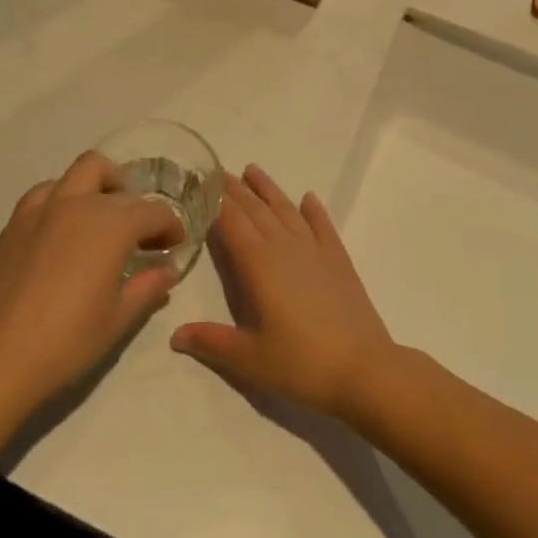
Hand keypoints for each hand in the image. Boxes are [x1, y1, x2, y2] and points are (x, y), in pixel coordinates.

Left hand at [0, 152, 181, 411]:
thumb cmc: (67, 341)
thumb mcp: (118, 319)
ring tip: (100, 219)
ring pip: (78, 172)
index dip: (170, 226)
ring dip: (98, 186)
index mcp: (111, 225)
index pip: (153, 211)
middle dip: (134, 200)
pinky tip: (62, 229)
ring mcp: (43, 209)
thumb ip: (148, 287)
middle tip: (138, 233)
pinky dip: (62, 198)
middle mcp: (79, 204)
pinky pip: (45, 192)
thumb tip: (167, 270)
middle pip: (114, 179)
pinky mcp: (15, 222)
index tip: (174, 246)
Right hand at [171, 165, 397, 421]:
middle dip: (235, 190)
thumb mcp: (248, 358)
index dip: (214, 201)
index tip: (200, 182)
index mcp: (257, 263)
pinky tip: (308, 198)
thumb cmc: (300, 363)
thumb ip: (210, 342)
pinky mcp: (338, 259)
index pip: (230, 222)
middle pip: (255, 209)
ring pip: (286, 209)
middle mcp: (283, 246)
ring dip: (268, 189)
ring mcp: (314, 249)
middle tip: (218, 171)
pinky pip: (322, 225)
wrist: (363, 368)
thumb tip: (175, 336)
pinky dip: (313, 210)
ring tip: (252, 169)